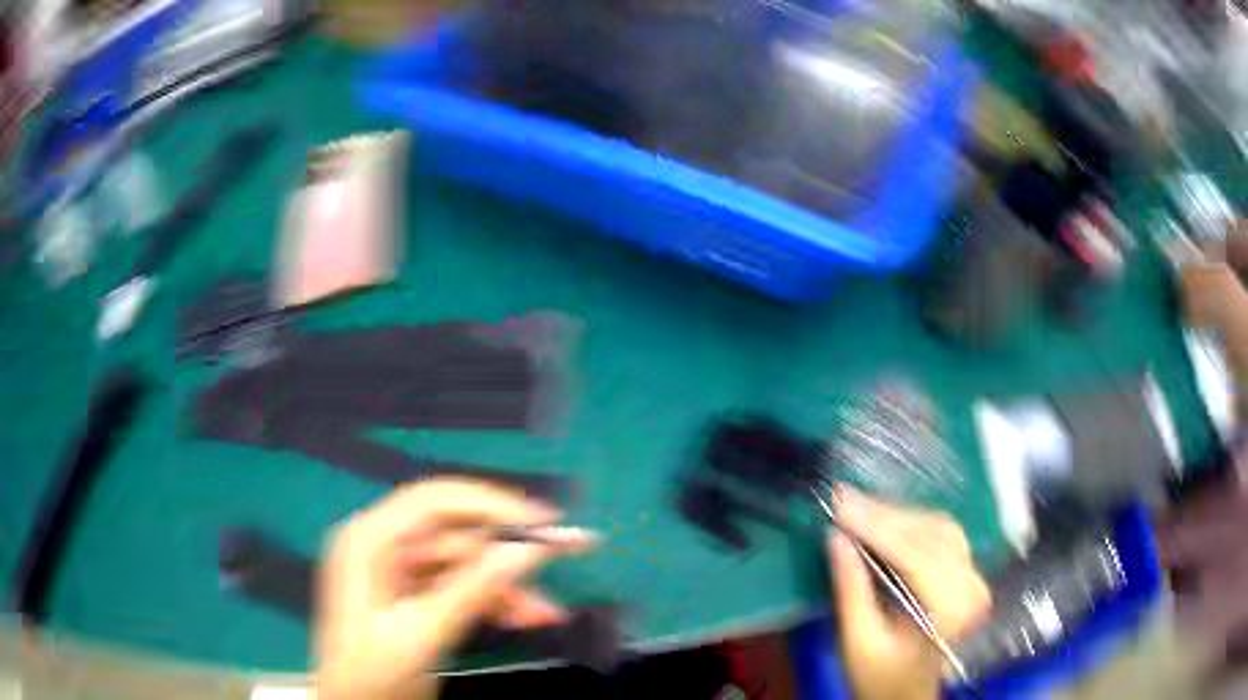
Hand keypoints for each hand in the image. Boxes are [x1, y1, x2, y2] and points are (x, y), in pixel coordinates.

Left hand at [315, 479, 594, 699]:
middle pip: (455, 534)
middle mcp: (382, 545)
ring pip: (464, 565)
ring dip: (506, 587)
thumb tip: (529, 550)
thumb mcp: (423, 634)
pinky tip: (524, 617)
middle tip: (567, 553)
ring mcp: (396, 571)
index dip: (492, 504)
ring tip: (547, 613)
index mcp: (368, 541)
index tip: (545, 521)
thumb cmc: (374, 674)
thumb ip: (473, 589)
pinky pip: (459, 587)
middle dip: (507, 556)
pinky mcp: (411, 595)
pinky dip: (492, 602)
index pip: (435, 502)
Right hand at [828, 487, 990, 699]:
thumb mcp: (857, 642)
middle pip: (932, 535)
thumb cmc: (879, 677)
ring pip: (940, 528)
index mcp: (950, 612)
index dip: (879, 528)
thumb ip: (850, 591)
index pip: (917, 556)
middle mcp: (971, 589)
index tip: (842, 506)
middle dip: (886, 516)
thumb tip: (836, 538)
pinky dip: (913, 523)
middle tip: (845, 499)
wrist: (905, 694)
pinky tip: (887, 520)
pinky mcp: (969, 573)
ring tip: (860, 508)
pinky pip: (944, 534)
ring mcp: (975, 578)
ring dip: (899, 516)